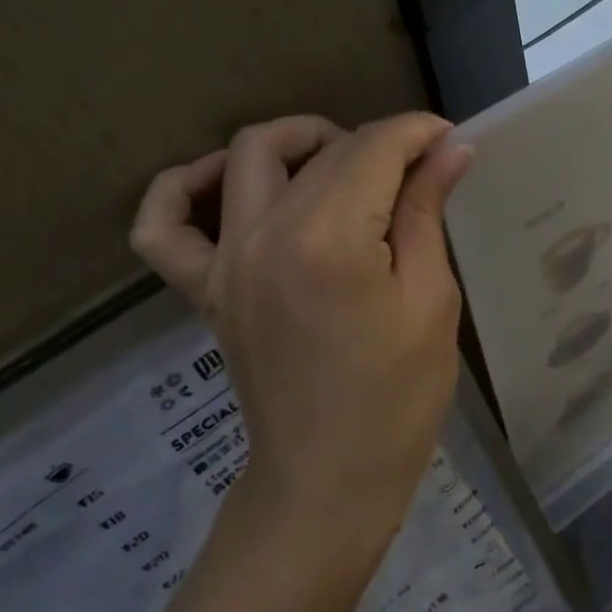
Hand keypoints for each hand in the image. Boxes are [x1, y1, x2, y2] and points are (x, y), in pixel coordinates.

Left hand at [131, 113, 473, 556]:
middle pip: (323, 150)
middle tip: (417, 169)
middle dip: (378, 142)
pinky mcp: (204, 288)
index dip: (416, 133)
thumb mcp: (431, 301)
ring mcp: (225, 261)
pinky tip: (221, 182)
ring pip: (248, 156)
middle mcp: (266, 235)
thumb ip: (426, 214)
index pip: (373, 149)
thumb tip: (449, 150)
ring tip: (340, 164)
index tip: (448, 139)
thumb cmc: (398, 398)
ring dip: (298, 141)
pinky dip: (182, 189)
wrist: (329, 478)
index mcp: (331, 240)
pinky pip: (163, 225)